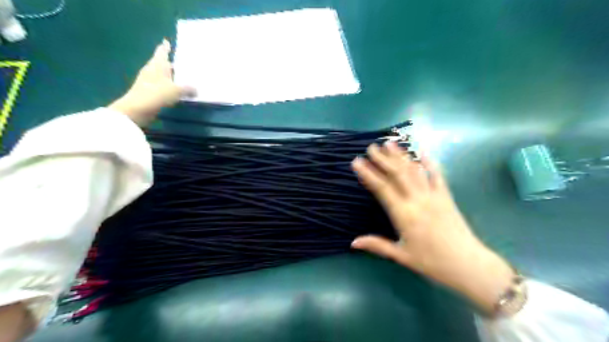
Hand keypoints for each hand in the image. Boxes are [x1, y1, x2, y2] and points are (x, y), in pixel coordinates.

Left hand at [108, 39, 194, 125]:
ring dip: (172, 77)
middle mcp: (152, 70)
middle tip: (184, 66)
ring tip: (184, 80)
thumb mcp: (176, 91)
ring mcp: (149, 81)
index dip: (165, 47)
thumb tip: (196, 90)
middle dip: (172, 65)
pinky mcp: (149, 92)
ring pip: (163, 76)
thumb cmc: (156, 94)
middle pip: (163, 64)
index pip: (162, 52)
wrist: (137, 109)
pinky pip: (163, 87)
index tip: (167, 41)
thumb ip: (188, 89)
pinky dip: (170, 87)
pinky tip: (178, 93)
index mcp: (157, 65)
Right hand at [353, 142, 512, 314]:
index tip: (357, 161)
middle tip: (371, 147)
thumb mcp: (401, 255)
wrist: (468, 264)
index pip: (382, 188)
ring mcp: (433, 195)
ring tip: (390, 143)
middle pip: (397, 174)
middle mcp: (417, 200)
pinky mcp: (446, 196)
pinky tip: (422, 151)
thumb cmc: (432, 262)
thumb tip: (353, 242)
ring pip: (414, 170)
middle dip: (383, 159)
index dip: (368, 174)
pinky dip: (429, 162)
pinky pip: (437, 175)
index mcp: (404, 214)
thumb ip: (377, 245)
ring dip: (401, 156)